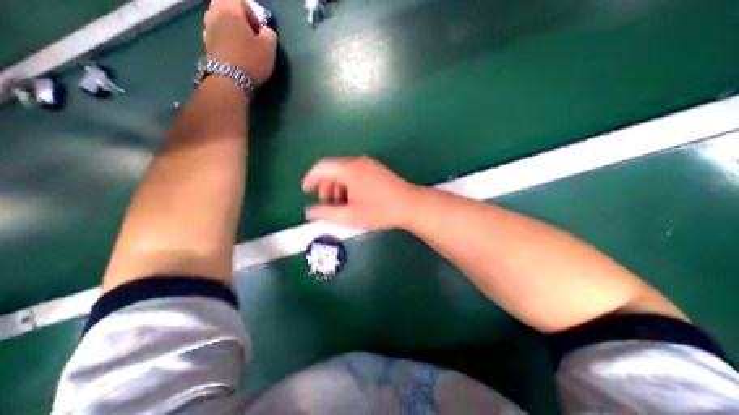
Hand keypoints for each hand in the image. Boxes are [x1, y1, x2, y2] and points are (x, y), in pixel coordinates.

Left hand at [203, 0, 277, 84]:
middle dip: (237, 16)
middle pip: (225, 5)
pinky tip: (233, 51)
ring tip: (241, 43)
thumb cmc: (251, 61)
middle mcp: (214, 13)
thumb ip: (270, 34)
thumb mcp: (269, 49)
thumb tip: (265, 30)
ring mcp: (207, 27)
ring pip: (218, 18)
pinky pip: (215, 32)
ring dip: (229, 26)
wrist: (230, 80)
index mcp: (231, 9)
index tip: (258, 28)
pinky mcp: (206, 42)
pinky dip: (223, 37)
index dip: (251, 12)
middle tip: (249, 33)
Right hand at [301, 157, 420, 231]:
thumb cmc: (380, 210)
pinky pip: (357, 175)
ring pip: (346, 173)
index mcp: (349, 169)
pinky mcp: (377, 170)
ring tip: (341, 205)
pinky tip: (354, 199)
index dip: (311, 178)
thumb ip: (327, 213)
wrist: (410, 205)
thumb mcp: (350, 215)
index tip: (306, 190)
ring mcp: (370, 165)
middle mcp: (358, 162)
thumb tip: (309, 212)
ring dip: (338, 187)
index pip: (322, 167)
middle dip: (326, 186)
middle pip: (334, 170)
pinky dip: (350, 186)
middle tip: (326, 203)